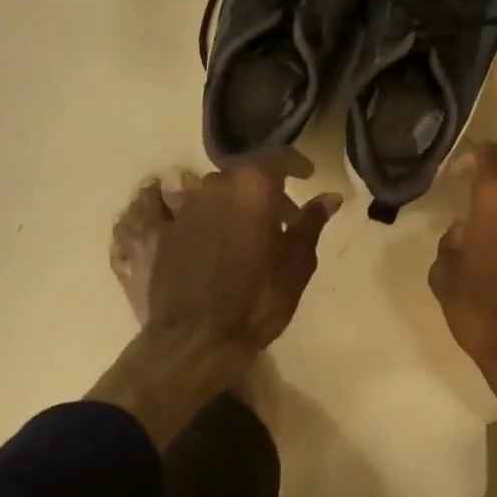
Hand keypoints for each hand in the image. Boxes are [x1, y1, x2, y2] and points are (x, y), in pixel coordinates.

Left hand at [143, 160, 339, 358]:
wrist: (197, 339)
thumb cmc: (258, 299)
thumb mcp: (297, 262)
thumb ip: (311, 222)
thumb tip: (331, 196)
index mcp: (253, 187)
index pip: (279, 158)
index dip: (297, 164)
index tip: (308, 175)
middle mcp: (216, 186)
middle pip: (246, 175)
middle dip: (267, 189)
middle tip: (284, 217)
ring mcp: (187, 207)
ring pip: (218, 191)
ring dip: (237, 202)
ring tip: (250, 231)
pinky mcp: (166, 230)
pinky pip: (192, 210)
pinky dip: (210, 216)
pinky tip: (220, 243)